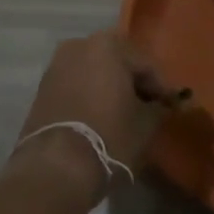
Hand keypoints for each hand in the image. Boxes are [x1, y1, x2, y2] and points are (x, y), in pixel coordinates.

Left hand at [12, 30, 165, 201]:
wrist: (54, 169)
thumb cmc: (108, 138)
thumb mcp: (145, 125)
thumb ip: (159, 108)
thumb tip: (164, 104)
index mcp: (108, 45)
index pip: (145, 63)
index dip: (160, 87)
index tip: (170, 107)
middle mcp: (80, 45)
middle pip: (117, 62)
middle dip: (132, 83)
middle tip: (147, 108)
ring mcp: (57, 65)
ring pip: (94, 72)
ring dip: (109, 88)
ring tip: (123, 115)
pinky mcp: (42, 88)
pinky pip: (76, 85)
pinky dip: (89, 96)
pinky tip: (99, 118)